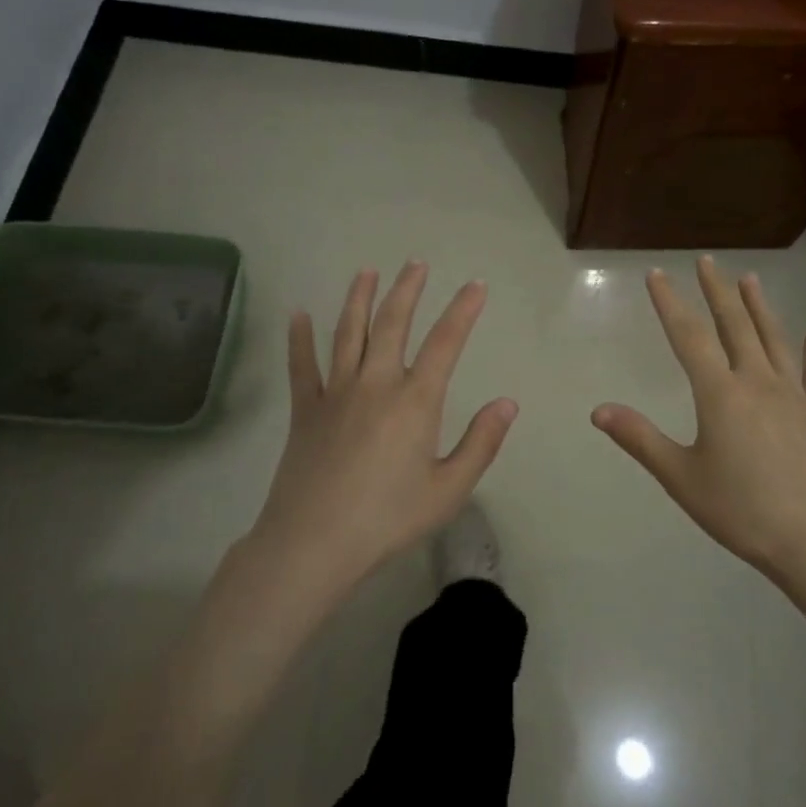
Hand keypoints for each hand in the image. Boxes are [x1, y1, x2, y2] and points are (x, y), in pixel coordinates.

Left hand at [249, 262, 517, 595]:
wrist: (313, 543)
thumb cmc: (388, 519)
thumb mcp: (449, 490)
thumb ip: (481, 443)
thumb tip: (507, 403)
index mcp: (415, 401)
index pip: (446, 342)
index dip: (463, 310)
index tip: (476, 285)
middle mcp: (375, 384)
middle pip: (392, 324)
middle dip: (407, 289)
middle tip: (416, 263)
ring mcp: (335, 393)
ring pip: (348, 333)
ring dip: (359, 298)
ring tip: (367, 271)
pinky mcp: (305, 410)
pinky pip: (301, 365)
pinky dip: (300, 338)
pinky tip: (298, 314)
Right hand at [592, 257, 805, 584]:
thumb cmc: (741, 510)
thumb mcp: (681, 478)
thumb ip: (640, 439)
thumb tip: (598, 409)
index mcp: (720, 394)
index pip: (689, 337)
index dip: (670, 303)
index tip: (657, 274)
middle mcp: (757, 382)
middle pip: (735, 326)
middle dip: (717, 291)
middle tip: (707, 261)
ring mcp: (792, 397)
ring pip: (773, 340)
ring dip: (760, 308)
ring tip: (750, 279)